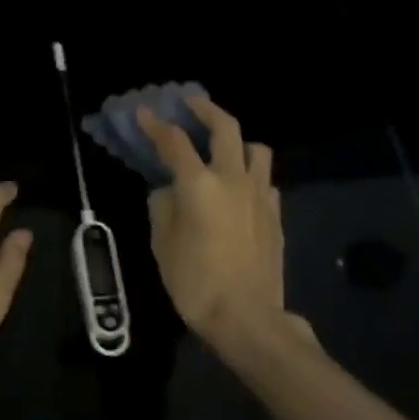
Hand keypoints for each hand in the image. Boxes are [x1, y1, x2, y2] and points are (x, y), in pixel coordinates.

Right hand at [137, 96, 285, 350]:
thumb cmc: (195, 282)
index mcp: (199, 185)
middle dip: (205, 108)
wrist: (246, 317)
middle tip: (190, 103)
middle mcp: (233, 179)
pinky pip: (265, 180)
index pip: (174, 142)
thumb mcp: (162, 244)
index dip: (156, 124)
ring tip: (223, 147)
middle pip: (225, 127)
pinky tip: (239, 188)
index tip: (144, 112)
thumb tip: (168, 191)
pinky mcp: (275, 213)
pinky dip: (250, 174)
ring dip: (237, 140)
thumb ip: (163, 207)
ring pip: (256, 148)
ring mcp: (260, 195)